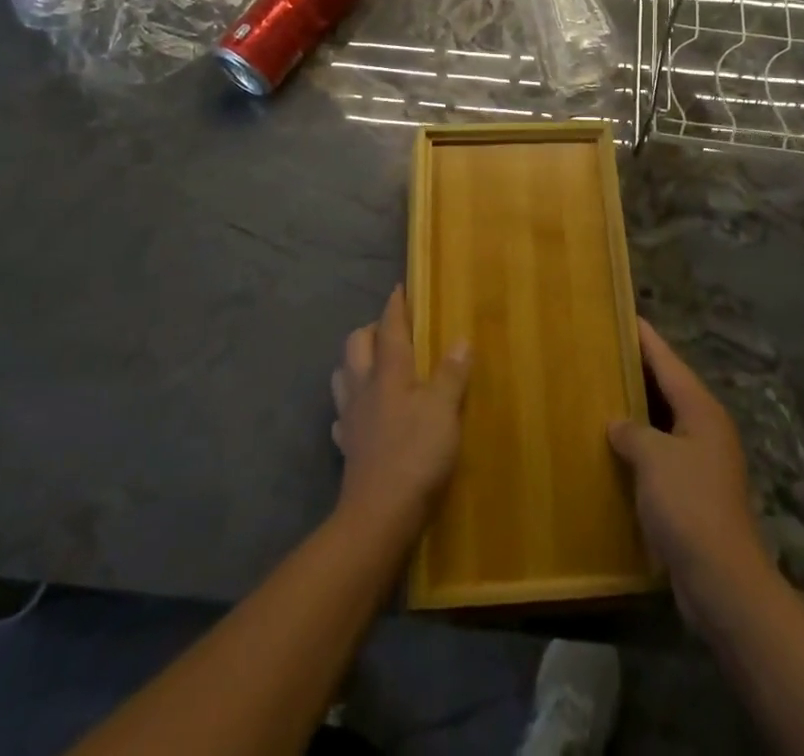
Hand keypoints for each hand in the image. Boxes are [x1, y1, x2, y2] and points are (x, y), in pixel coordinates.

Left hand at [330, 286, 471, 541]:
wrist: (379, 514)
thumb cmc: (416, 454)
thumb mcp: (444, 411)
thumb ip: (452, 374)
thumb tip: (461, 340)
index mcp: (388, 372)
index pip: (390, 329)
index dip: (394, 307)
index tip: (398, 289)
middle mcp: (364, 387)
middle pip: (356, 344)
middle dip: (371, 330)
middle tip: (391, 330)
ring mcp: (350, 417)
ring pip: (343, 374)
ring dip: (355, 362)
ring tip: (373, 364)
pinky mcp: (347, 445)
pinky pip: (342, 414)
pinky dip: (351, 404)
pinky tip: (361, 412)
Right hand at [608, 320, 766, 616]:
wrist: (721, 579)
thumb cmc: (688, 505)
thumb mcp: (653, 457)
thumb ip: (632, 431)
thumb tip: (618, 424)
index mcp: (701, 410)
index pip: (669, 362)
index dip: (646, 338)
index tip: (625, 315)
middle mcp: (706, 428)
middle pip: (668, 388)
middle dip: (638, 372)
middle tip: (604, 352)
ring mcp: (703, 462)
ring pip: (664, 423)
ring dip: (637, 411)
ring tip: (602, 394)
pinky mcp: (694, 492)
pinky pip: (662, 454)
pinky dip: (641, 446)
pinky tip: (615, 448)